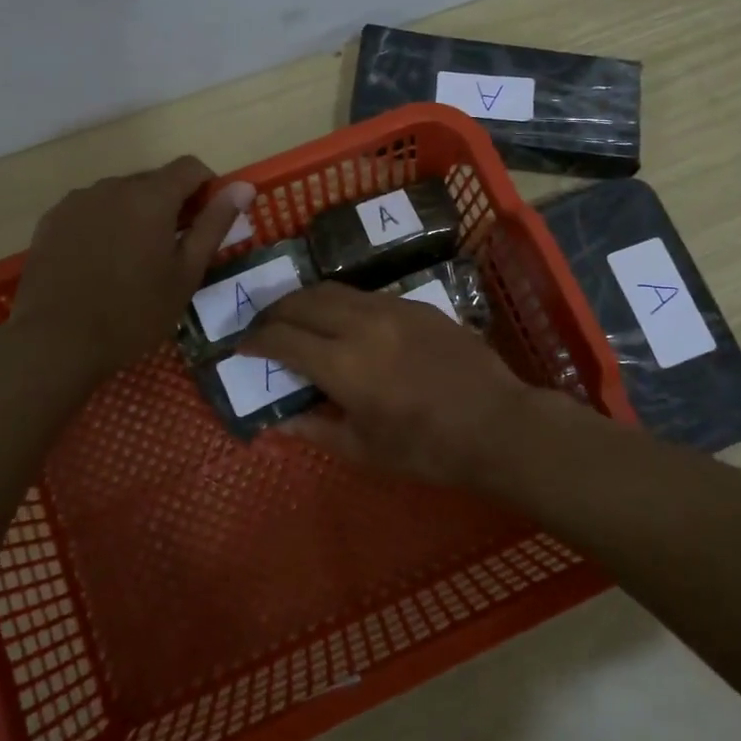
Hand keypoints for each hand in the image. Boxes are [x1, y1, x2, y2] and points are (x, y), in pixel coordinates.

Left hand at [0, 156, 254, 388]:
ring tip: (133, 260)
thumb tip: (244, 186)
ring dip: (136, 213)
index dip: (207, 187)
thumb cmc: (134, 312)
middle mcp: (113, 186)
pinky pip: (91, 209)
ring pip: (121, 194)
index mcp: (151, 196)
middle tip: (173, 250)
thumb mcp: (186, 273)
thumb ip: (214, 224)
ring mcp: (78, 201)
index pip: (190, 167)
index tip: (207, 221)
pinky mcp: (52, 219)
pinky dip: (105, 224)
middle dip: (171, 204)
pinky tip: (101, 263)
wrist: (55, 341)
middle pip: (154, 180)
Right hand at [239, 283, 536, 489]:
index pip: (282, 338)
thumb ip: (315, 429)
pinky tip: (347, 324)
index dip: (256, 341)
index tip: (243, 347)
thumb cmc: (427, 449)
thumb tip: (279, 420)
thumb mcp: (364, 450)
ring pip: (335, 290)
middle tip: (264, 327)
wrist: (497, 425)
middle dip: (274, 311)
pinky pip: (367, 296)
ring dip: (307, 301)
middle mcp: (362, 324)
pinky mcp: (418, 305)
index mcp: (343, 363)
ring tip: (299, 319)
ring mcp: (393, 308)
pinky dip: (343, 305)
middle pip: (303, 300)